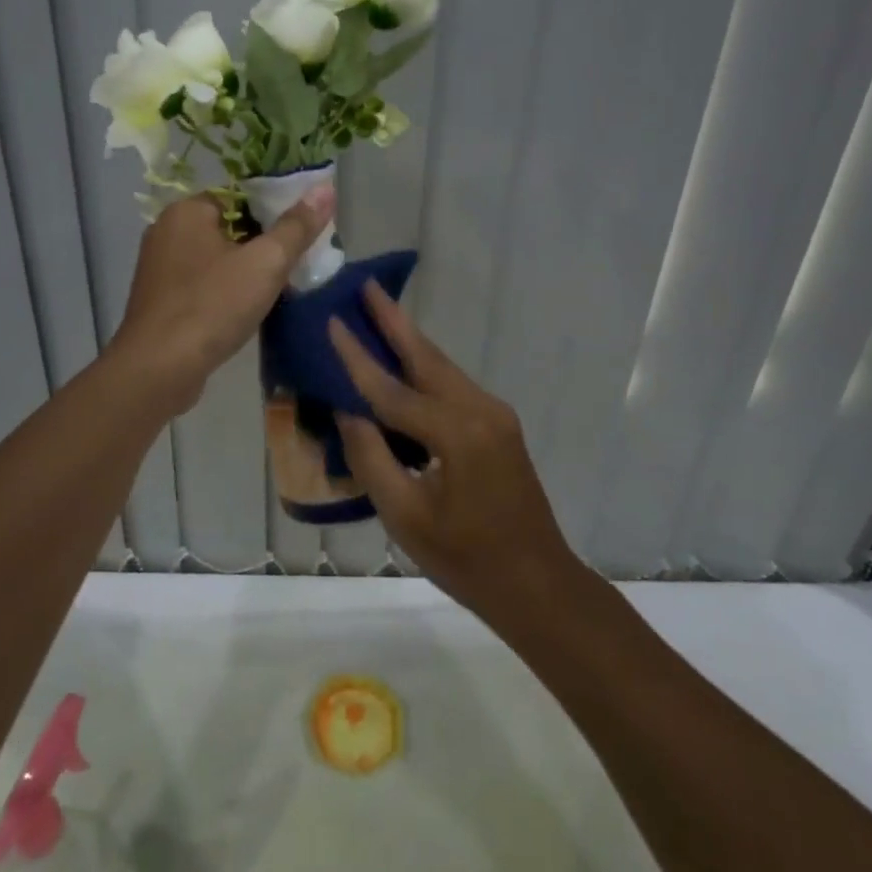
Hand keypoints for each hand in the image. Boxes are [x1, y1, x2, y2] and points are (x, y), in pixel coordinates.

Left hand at [110, 189, 334, 415]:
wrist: (158, 370)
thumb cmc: (212, 306)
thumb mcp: (265, 263)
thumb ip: (296, 226)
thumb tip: (325, 188)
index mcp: (187, 211)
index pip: (239, 196)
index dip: (274, 211)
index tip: (301, 233)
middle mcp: (167, 231)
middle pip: (229, 227)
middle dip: (262, 244)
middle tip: (296, 263)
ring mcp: (159, 268)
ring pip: (216, 258)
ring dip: (245, 271)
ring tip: (279, 287)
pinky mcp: (160, 301)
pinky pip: (202, 284)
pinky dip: (225, 292)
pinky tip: (247, 310)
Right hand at [327, 285, 582, 620]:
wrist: (538, 585)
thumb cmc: (468, 560)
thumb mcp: (406, 517)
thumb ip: (372, 459)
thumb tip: (348, 411)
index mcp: (457, 433)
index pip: (392, 389)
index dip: (357, 357)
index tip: (332, 320)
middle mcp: (480, 410)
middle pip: (427, 357)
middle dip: (394, 321)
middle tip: (366, 286)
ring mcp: (494, 415)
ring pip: (442, 368)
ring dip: (409, 341)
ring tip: (378, 312)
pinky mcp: (498, 426)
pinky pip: (453, 387)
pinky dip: (424, 369)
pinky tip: (403, 365)